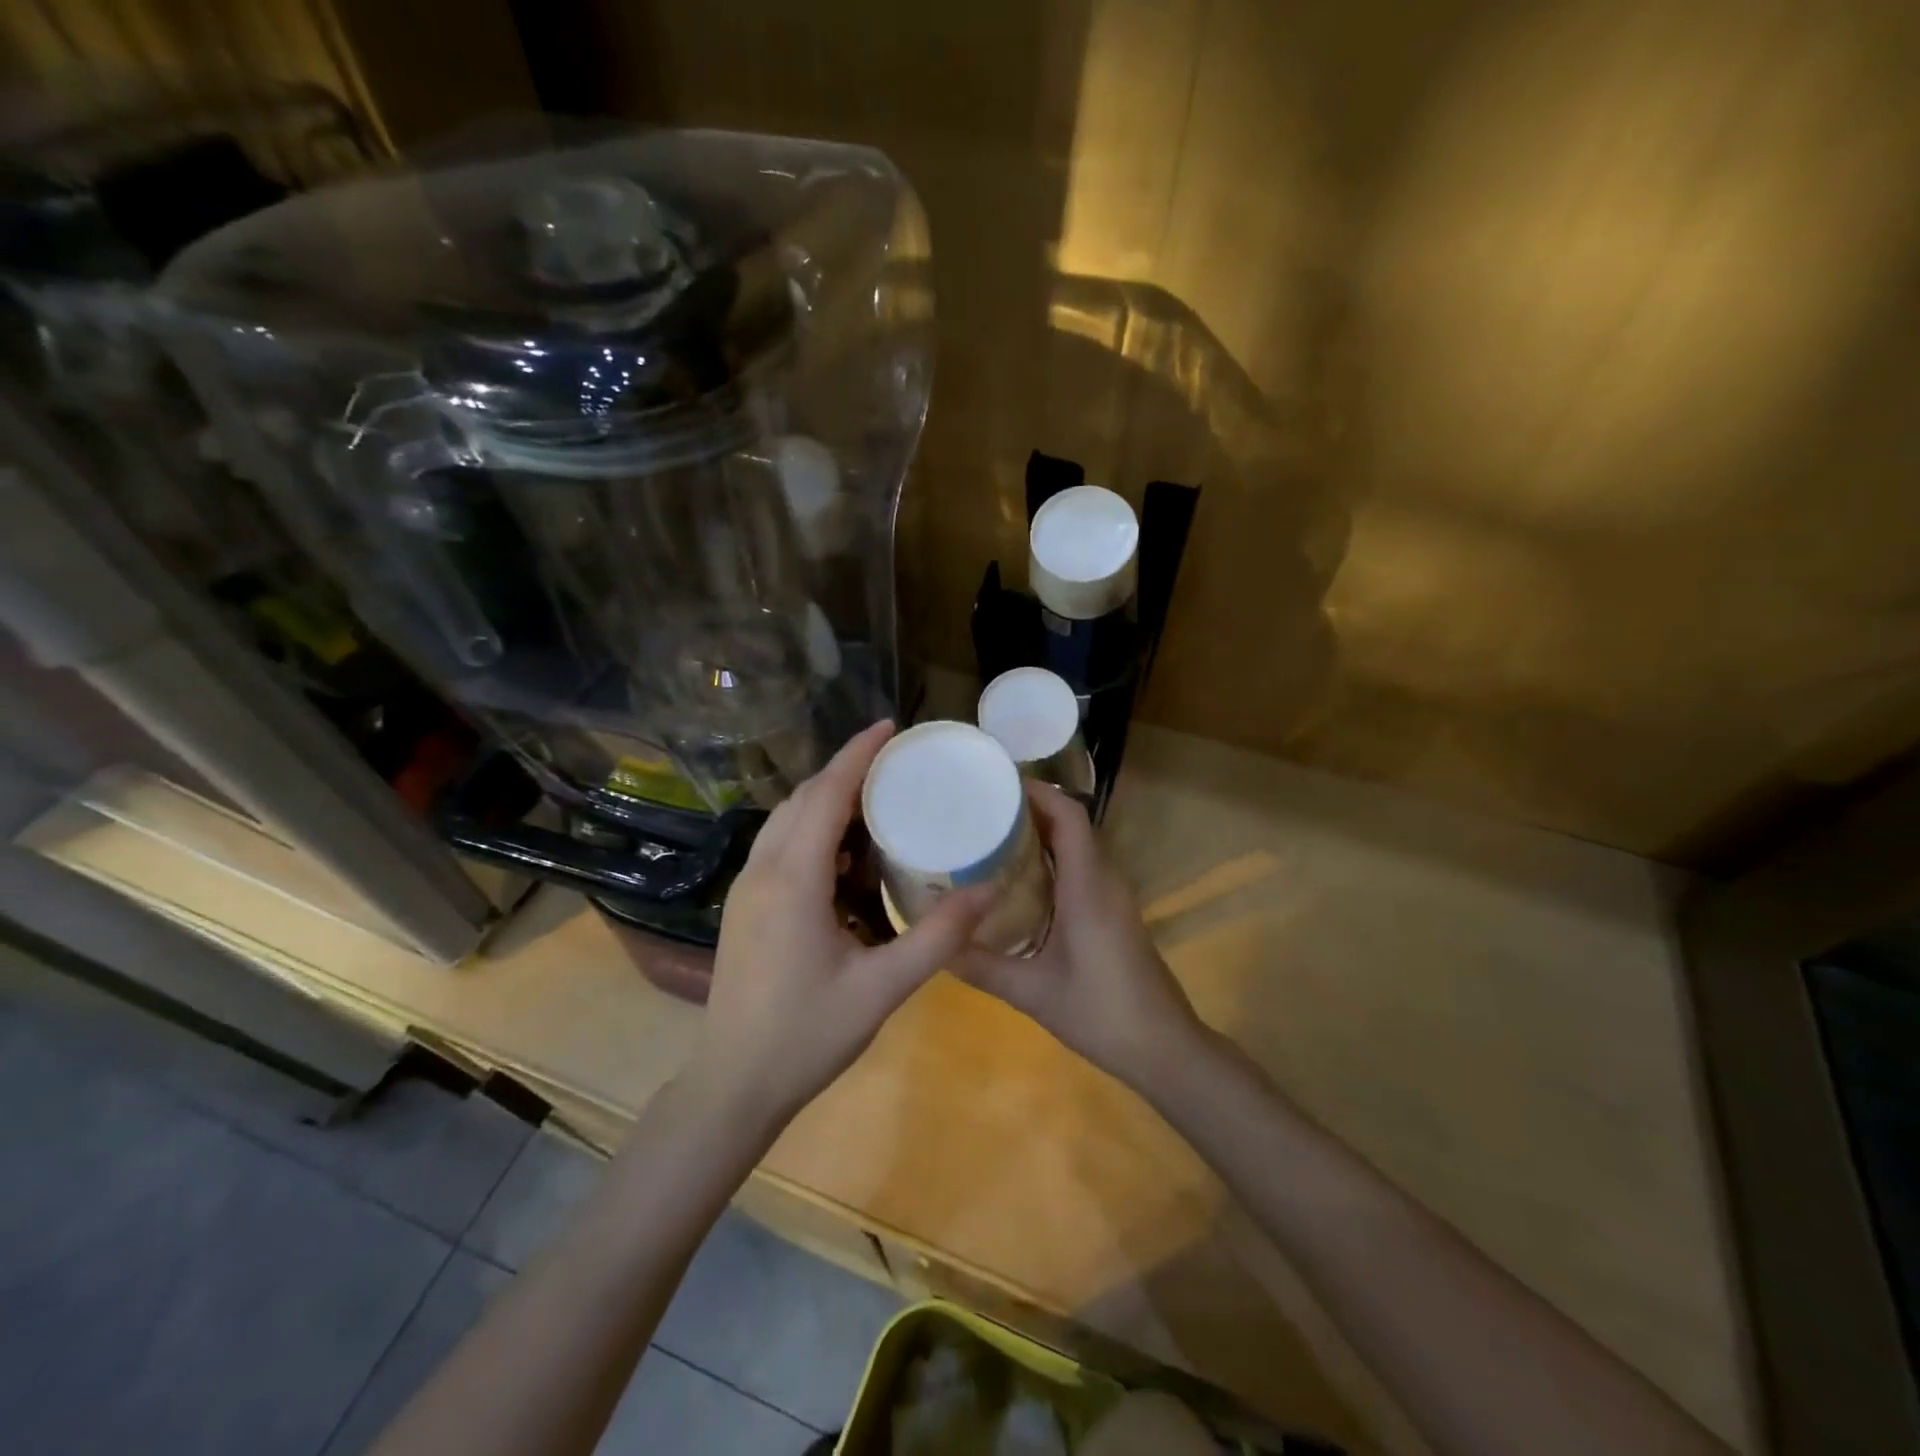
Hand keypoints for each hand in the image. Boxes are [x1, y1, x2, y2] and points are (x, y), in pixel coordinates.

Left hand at [690, 721, 991, 1129]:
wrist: (733, 1084)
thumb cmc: (807, 1035)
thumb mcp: (882, 988)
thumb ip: (937, 936)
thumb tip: (988, 890)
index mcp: (793, 879)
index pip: (827, 795)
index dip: (858, 755)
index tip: (890, 727)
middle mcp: (763, 870)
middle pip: (805, 798)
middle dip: (847, 771)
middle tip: (896, 764)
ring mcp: (747, 888)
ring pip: (787, 820)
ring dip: (828, 801)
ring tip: (877, 802)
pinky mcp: (745, 906)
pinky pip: (780, 846)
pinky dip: (814, 831)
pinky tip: (847, 857)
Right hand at [955, 782, 1201, 1090]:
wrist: (1164, 1048)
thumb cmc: (1102, 1013)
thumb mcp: (1033, 993)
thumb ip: (982, 967)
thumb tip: (935, 944)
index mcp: (1088, 886)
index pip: (1069, 816)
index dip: (1037, 792)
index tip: (995, 784)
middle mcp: (1105, 880)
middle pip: (1072, 824)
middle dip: (1030, 808)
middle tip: (981, 809)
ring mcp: (1115, 896)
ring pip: (1079, 846)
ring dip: (1042, 833)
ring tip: (993, 835)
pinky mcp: (1115, 913)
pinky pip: (1083, 867)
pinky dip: (1053, 858)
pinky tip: (1021, 880)